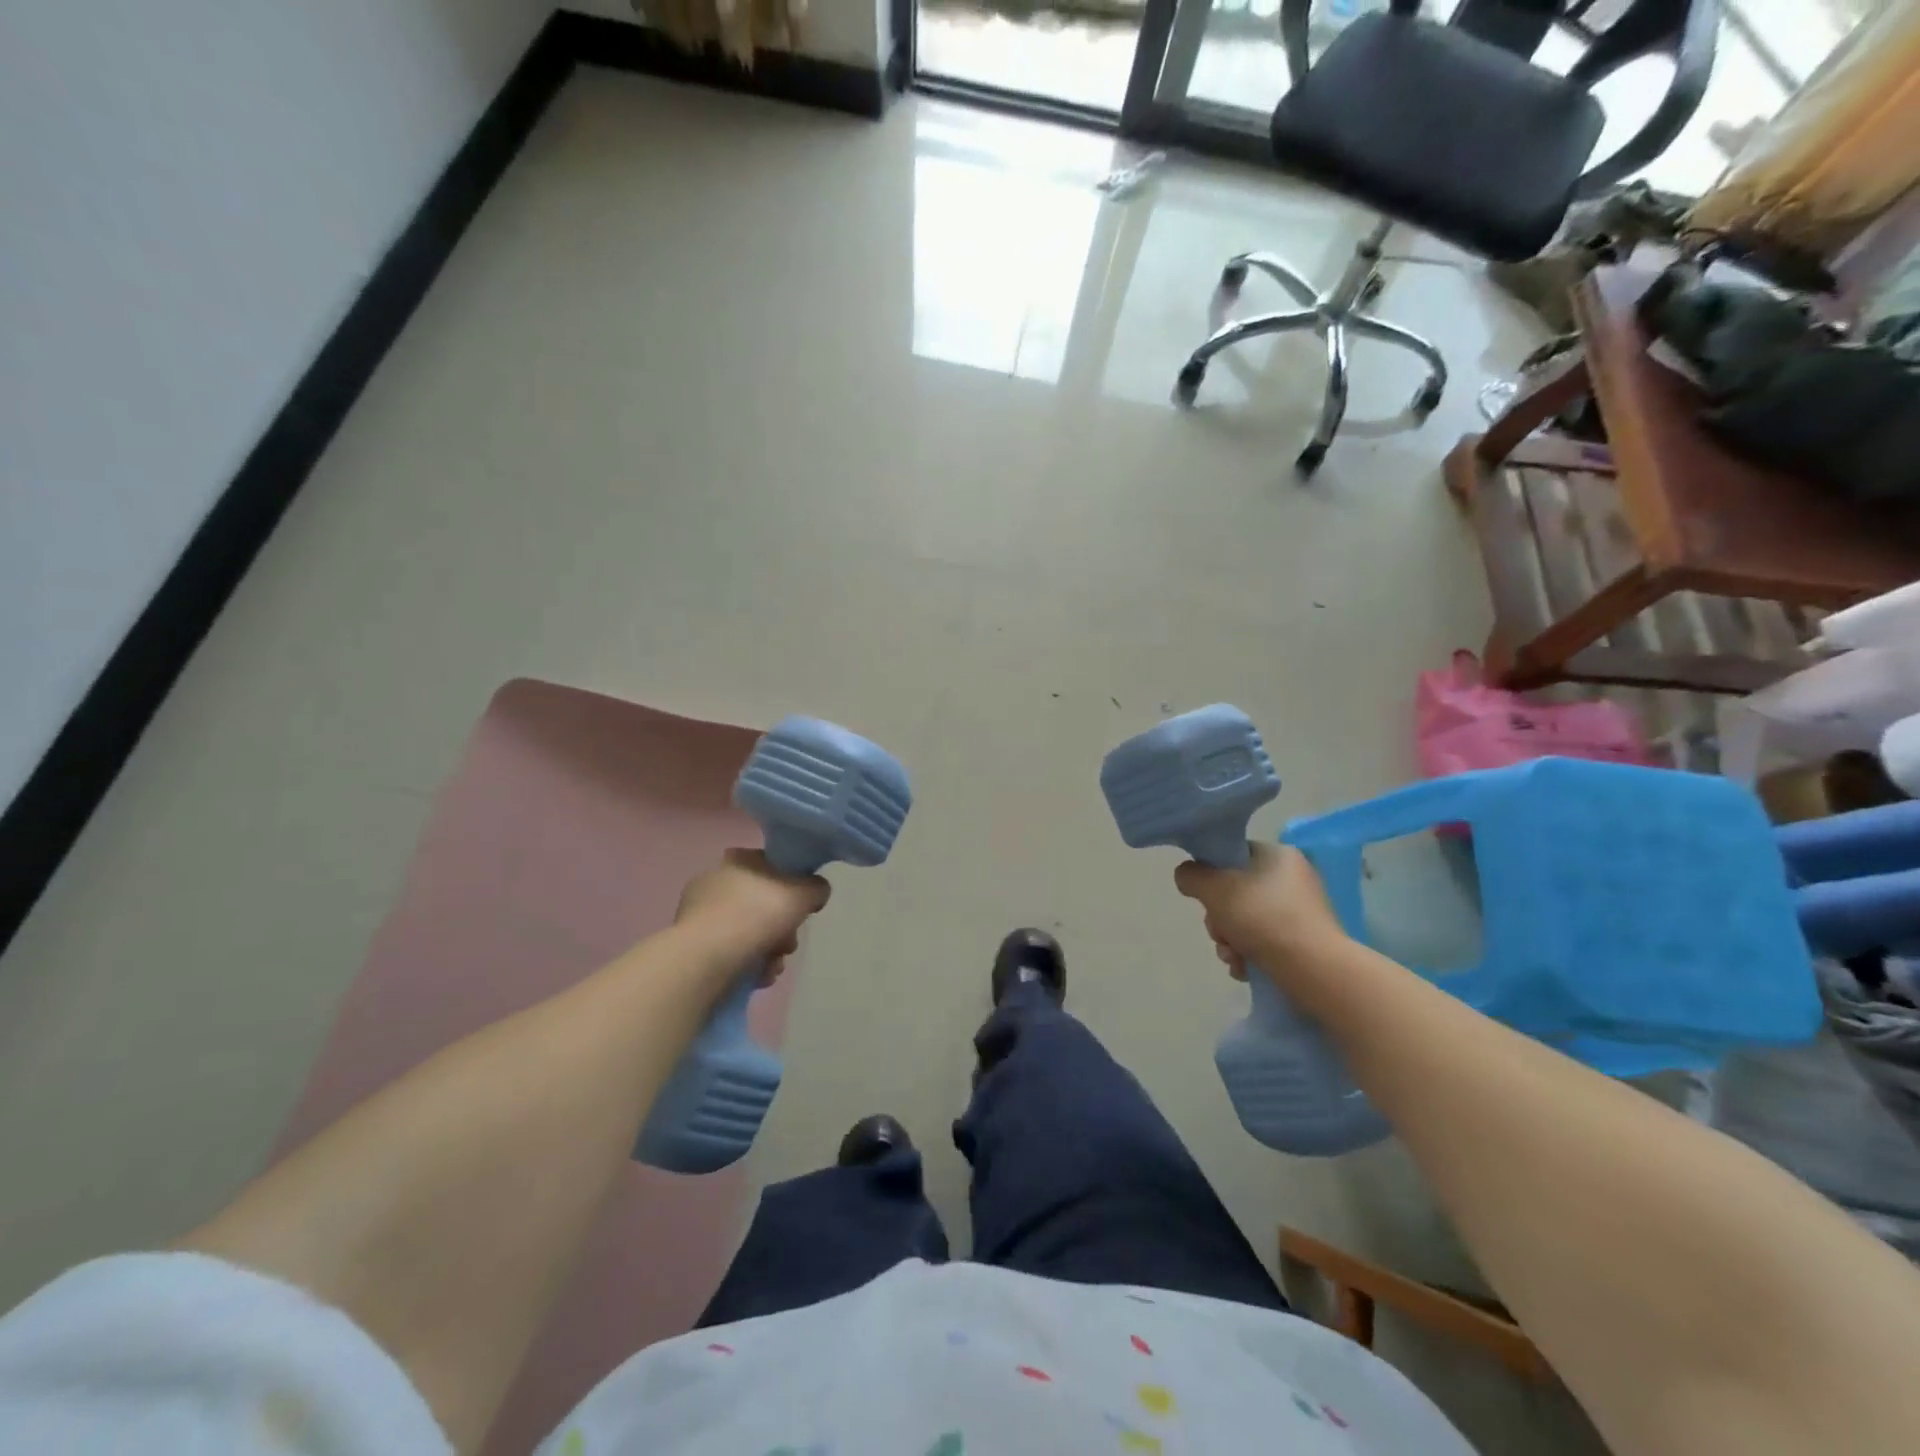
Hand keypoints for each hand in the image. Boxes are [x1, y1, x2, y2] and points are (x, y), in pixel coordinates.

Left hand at [674, 849, 830, 982]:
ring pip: (750, 931)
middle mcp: (715, 881)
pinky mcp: (693, 946)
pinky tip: (757, 976)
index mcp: (739, 860)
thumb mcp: (803, 893)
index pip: (773, 866)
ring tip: (773, 966)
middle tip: (788, 944)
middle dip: (783, 928)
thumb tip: (816, 892)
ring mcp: (700, 914)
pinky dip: (748, 964)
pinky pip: (731, 952)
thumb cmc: (756, 915)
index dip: (793, 886)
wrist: (706, 960)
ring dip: (769, 951)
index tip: (802, 908)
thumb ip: (816, 888)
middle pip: (763, 903)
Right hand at [1174, 842, 1346, 982]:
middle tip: (1220, 934)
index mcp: (1278, 855)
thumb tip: (1187, 875)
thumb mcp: (1214, 889)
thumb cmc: (1263, 918)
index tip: (1207, 899)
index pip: (1233, 856)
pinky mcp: (1306, 941)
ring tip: (1233, 957)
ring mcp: (1302, 911)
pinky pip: (1265, 941)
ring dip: (1230, 940)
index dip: (1212, 877)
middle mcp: (1293, 878)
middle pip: (1236, 892)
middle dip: (1219, 919)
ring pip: (1246, 920)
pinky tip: (1245, 968)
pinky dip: (1249, 954)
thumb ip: (1192, 876)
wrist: (1314, 969)